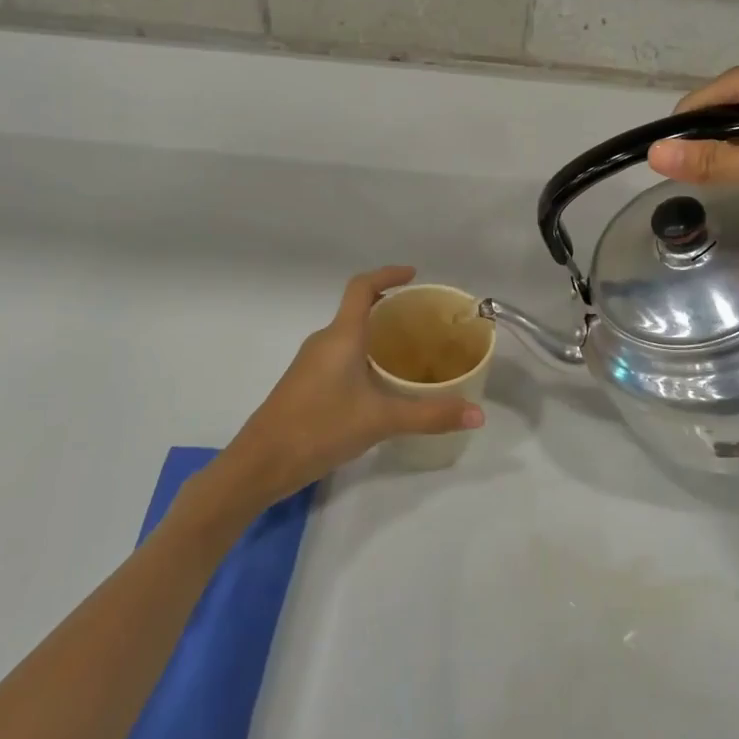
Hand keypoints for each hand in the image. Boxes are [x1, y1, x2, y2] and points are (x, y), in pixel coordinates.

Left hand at [228, 266, 484, 503]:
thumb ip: (430, 415)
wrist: (260, 464)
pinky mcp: (307, 384)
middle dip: (391, 308)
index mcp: (341, 336)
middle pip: (358, 310)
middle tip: (426, 322)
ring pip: (350, 336)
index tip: (414, 275)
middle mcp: (324, 341)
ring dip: (379, 335)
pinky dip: (366, 357)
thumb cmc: (318, 428)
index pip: (362, 287)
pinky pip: (342, 356)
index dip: (388, 274)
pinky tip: (383, 385)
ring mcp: (312, 363)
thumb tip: (478, 414)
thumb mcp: (380, 420)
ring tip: (413, 352)